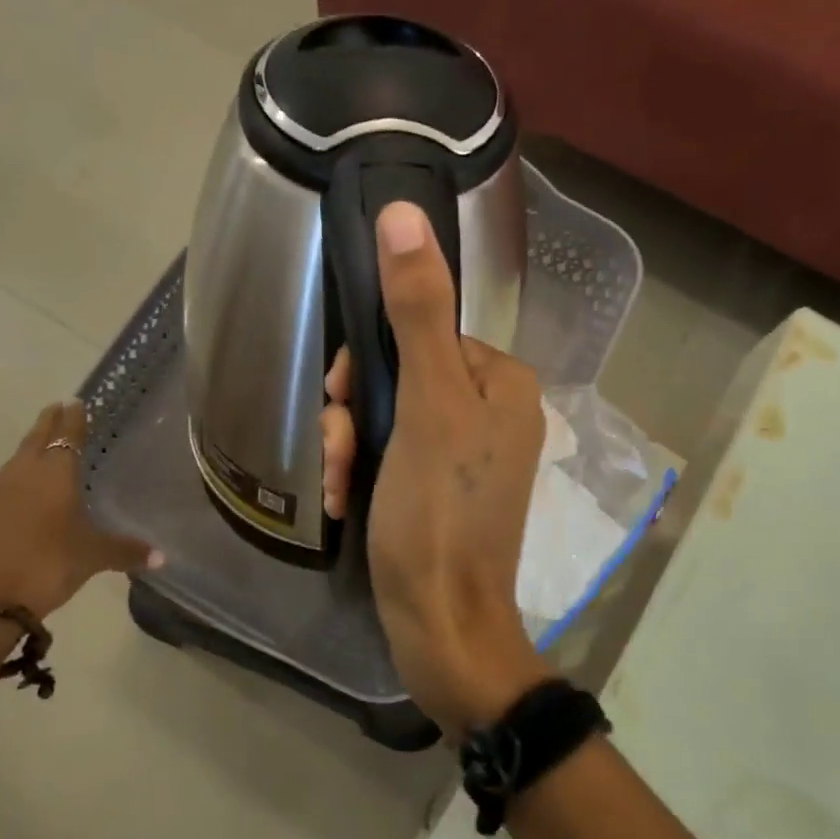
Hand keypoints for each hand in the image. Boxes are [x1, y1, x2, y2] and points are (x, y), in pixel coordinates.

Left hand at [0, 400, 159, 618]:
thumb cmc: (47, 563)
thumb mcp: (93, 557)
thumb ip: (126, 551)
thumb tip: (163, 557)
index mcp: (55, 474)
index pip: (67, 438)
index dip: (74, 420)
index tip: (76, 402)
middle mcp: (26, 475)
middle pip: (37, 440)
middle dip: (49, 423)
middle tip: (58, 407)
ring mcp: (2, 495)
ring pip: (19, 458)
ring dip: (32, 445)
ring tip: (43, 439)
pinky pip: (10, 480)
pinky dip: (22, 471)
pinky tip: (28, 483)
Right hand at [321, 203, 551, 735]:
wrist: (441, 626)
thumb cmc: (437, 512)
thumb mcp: (426, 404)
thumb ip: (417, 310)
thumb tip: (404, 212)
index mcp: (502, 382)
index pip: (422, 333)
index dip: (370, 362)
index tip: (343, 400)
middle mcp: (493, 413)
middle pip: (401, 378)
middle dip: (356, 414)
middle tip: (340, 454)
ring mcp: (467, 457)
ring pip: (389, 420)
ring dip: (350, 447)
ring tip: (338, 485)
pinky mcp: (442, 494)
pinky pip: (393, 459)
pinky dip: (362, 474)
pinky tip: (343, 502)